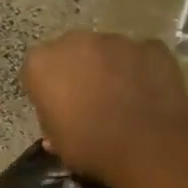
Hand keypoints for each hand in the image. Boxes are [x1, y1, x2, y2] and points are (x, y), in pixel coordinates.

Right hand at [21, 31, 187, 184]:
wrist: (148, 146)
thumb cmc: (91, 147)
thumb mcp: (60, 145)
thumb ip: (53, 126)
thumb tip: (57, 127)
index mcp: (42, 64)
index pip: (36, 72)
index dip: (46, 91)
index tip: (57, 110)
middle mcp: (76, 41)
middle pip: (72, 53)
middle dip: (78, 72)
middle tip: (89, 101)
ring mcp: (117, 40)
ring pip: (107, 51)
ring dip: (110, 68)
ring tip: (123, 99)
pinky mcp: (151, 46)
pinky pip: (140, 57)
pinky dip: (141, 70)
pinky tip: (148, 95)